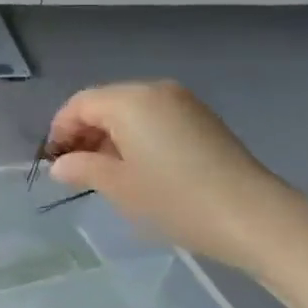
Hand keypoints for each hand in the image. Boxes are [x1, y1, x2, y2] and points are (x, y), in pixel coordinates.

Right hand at [47, 82, 307, 276]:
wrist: (254, 217)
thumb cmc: (175, 199)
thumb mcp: (119, 187)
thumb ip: (82, 169)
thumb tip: (60, 165)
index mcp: (130, 100)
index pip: (80, 104)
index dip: (60, 130)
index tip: (53, 163)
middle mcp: (155, 90)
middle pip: (105, 103)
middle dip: (84, 132)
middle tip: (75, 170)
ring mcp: (183, 103)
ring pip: (130, 111)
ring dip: (110, 136)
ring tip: (106, 173)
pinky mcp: (202, 120)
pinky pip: (155, 118)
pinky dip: (136, 136)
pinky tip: (139, 168)